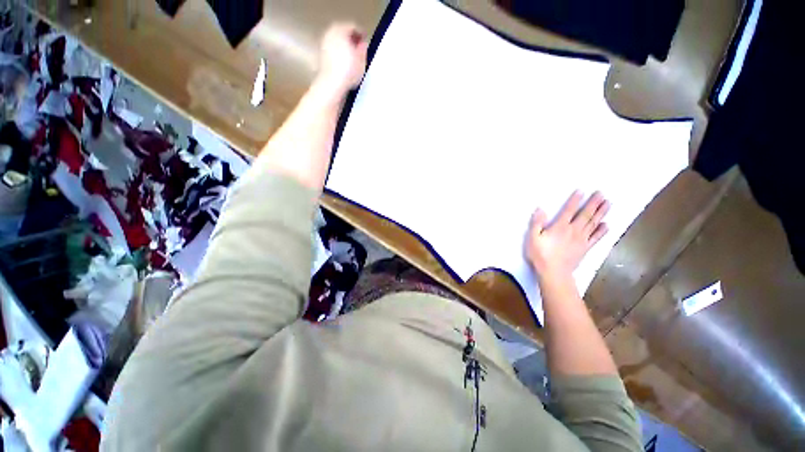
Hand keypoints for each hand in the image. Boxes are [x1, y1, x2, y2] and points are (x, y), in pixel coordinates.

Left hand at [317, 23, 368, 95]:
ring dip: (343, 46)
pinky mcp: (321, 56)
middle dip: (350, 38)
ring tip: (352, 56)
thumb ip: (362, 50)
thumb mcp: (361, 61)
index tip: (365, 39)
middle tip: (359, 46)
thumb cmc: (348, 71)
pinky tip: (344, 62)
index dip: (360, 32)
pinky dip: (338, 53)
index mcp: (340, 30)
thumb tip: (363, 44)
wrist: (332, 84)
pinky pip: (332, 50)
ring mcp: (323, 44)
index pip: (352, 26)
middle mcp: (329, 34)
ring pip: (336, 41)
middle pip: (342, 32)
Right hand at [525, 191, 609, 279]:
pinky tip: (606, 224)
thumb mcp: (532, 238)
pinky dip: (602, 231)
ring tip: (608, 203)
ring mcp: (581, 239)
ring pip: (593, 223)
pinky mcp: (585, 248)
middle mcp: (573, 230)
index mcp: (560, 227)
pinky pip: (596, 237)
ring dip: (601, 213)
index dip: (575, 200)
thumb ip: (537, 223)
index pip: (569, 210)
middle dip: (593, 203)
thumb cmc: (540, 255)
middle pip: (585, 215)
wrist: (554, 272)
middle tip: (601, 193)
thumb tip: (540, 209)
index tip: (581, 191)